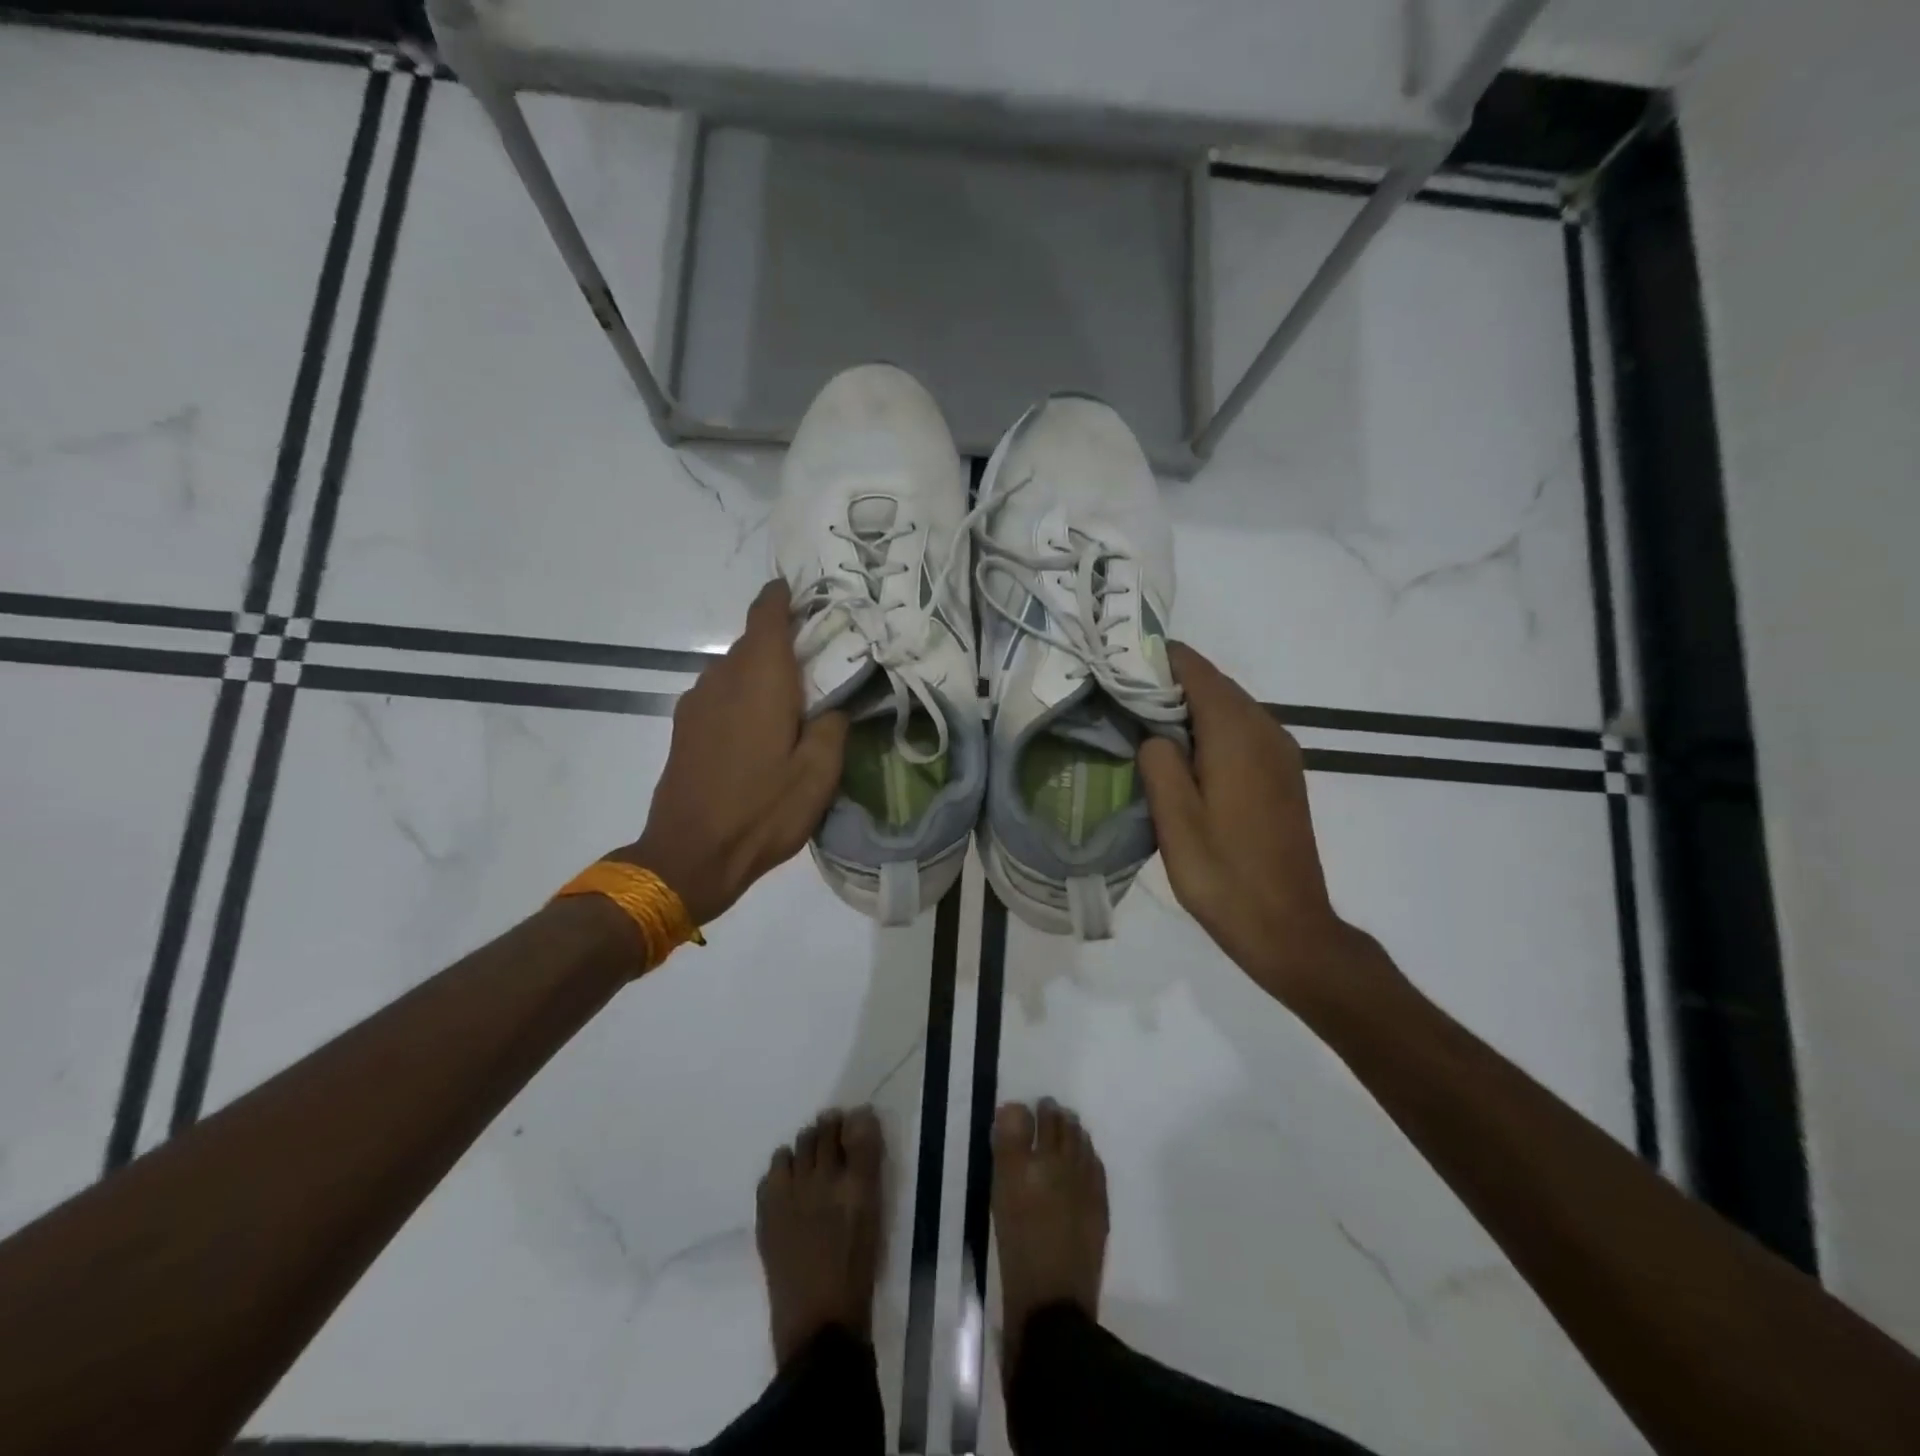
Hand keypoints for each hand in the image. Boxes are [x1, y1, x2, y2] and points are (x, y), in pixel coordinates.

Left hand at [618, 580, 847, 925]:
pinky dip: (744, 695)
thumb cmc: (762, 811)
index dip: (785, 596)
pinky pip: (720, 693)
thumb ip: (833, 726)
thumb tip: (835, 704)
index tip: (808, 594)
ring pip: (735, 668)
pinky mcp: (684, 727)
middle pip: (754, 641)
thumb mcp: (819, 774)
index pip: (767, 613)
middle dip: (785, 641)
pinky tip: (761, 729)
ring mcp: (697, 702)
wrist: (689, 856)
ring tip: (795, 700)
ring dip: (763, 673)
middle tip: (822, 662)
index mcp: (760, 679)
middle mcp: (722, 678)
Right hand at [1138, 643, 1393, 1007]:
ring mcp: (1280, 752)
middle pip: (1212, 684)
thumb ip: (1159, 762)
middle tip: (1117, 699)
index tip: (1115, 669)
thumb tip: (1154, 734)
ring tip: (1140, 726)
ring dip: (1186, 708)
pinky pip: (1241, 732)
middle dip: (1166, 684)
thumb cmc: (1223, 874)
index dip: (1154, 660)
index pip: (1194, 669)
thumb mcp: (1175, 820)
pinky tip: (1181, 757)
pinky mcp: (1283, 774)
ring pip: (1227, 707)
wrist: (1288, 928)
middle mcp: (1266, 729)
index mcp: (1237, 733)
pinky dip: (1208, 729)